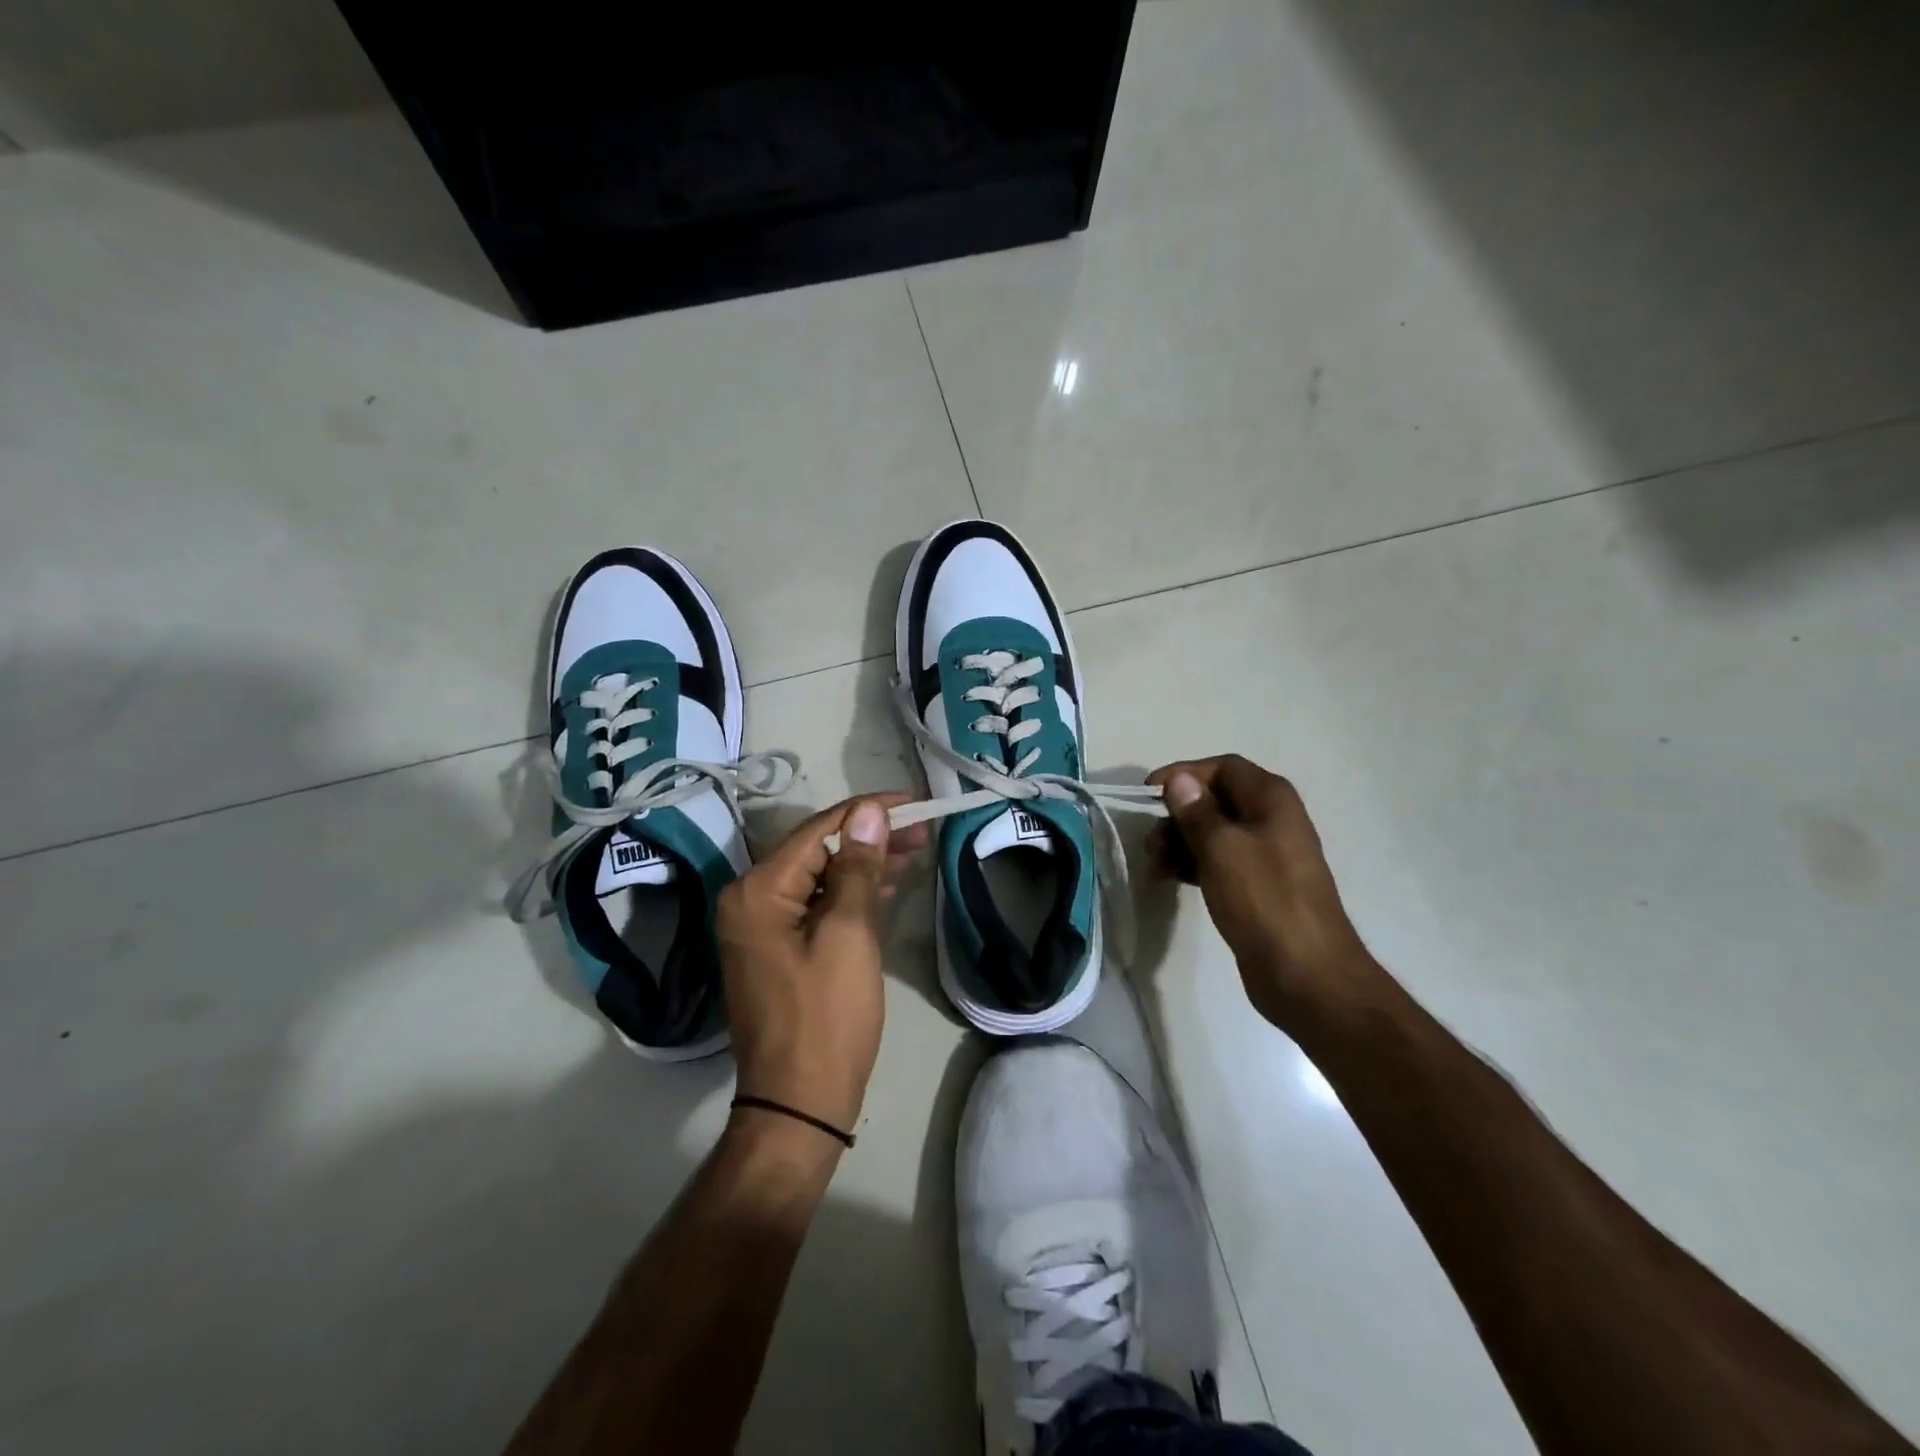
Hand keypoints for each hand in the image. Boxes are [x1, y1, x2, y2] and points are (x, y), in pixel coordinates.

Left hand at [716, 795, 926, 1134]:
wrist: (799, 1102)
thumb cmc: (827, 1016)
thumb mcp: (848, 934)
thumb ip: (856, 867)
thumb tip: (868, 812)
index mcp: (757, 890)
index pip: (817, 831)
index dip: (866, 811)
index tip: (912, 802)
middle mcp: (749, 900)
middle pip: (817, 851)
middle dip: (869, 838)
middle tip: (922, 830)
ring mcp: (760, 927)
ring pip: (819, 877)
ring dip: (864, 864)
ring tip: (914, 851)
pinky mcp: (777, 948)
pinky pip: (815, 905)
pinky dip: (850, 893)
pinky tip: (885, 884)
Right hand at [1146, 755, 1380, 1033]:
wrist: (1305, 973)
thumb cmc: (1263, 900)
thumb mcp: (1222, 848)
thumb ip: (1197, 811)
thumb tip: (1180, 780)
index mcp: (1272, 800)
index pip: (1224, 767)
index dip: (1185, 774)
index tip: (1149, 794)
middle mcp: (1273, 820)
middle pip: (1218, 800)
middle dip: (1180, 813)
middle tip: (1150, 837)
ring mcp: (1268, 856)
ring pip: (1216, 833)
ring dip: (1182, 840)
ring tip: (1155, 860)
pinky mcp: (1259, 887)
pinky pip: (1221, 862)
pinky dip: (1194, 863)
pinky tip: (1171, 876)